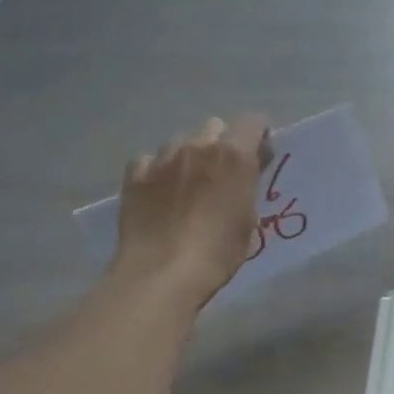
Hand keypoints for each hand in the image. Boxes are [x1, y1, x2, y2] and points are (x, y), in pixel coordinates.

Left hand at [113, 115, 270, 299]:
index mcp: (234, 154)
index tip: (259, 156)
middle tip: (222, 172)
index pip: (254, 121)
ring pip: (181, 141)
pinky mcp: (135, 174)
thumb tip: (243, 174)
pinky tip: (159, 191)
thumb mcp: (248, 217)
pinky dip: (157, 170)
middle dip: (222, 143)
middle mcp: (199, 146)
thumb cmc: (219, 250)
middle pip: (215, 126)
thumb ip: (247, 184)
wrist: (163, 272)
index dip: (259, 136)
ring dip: (189, 155)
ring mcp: (162, 157)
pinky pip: (150, 159)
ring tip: (187, 183)